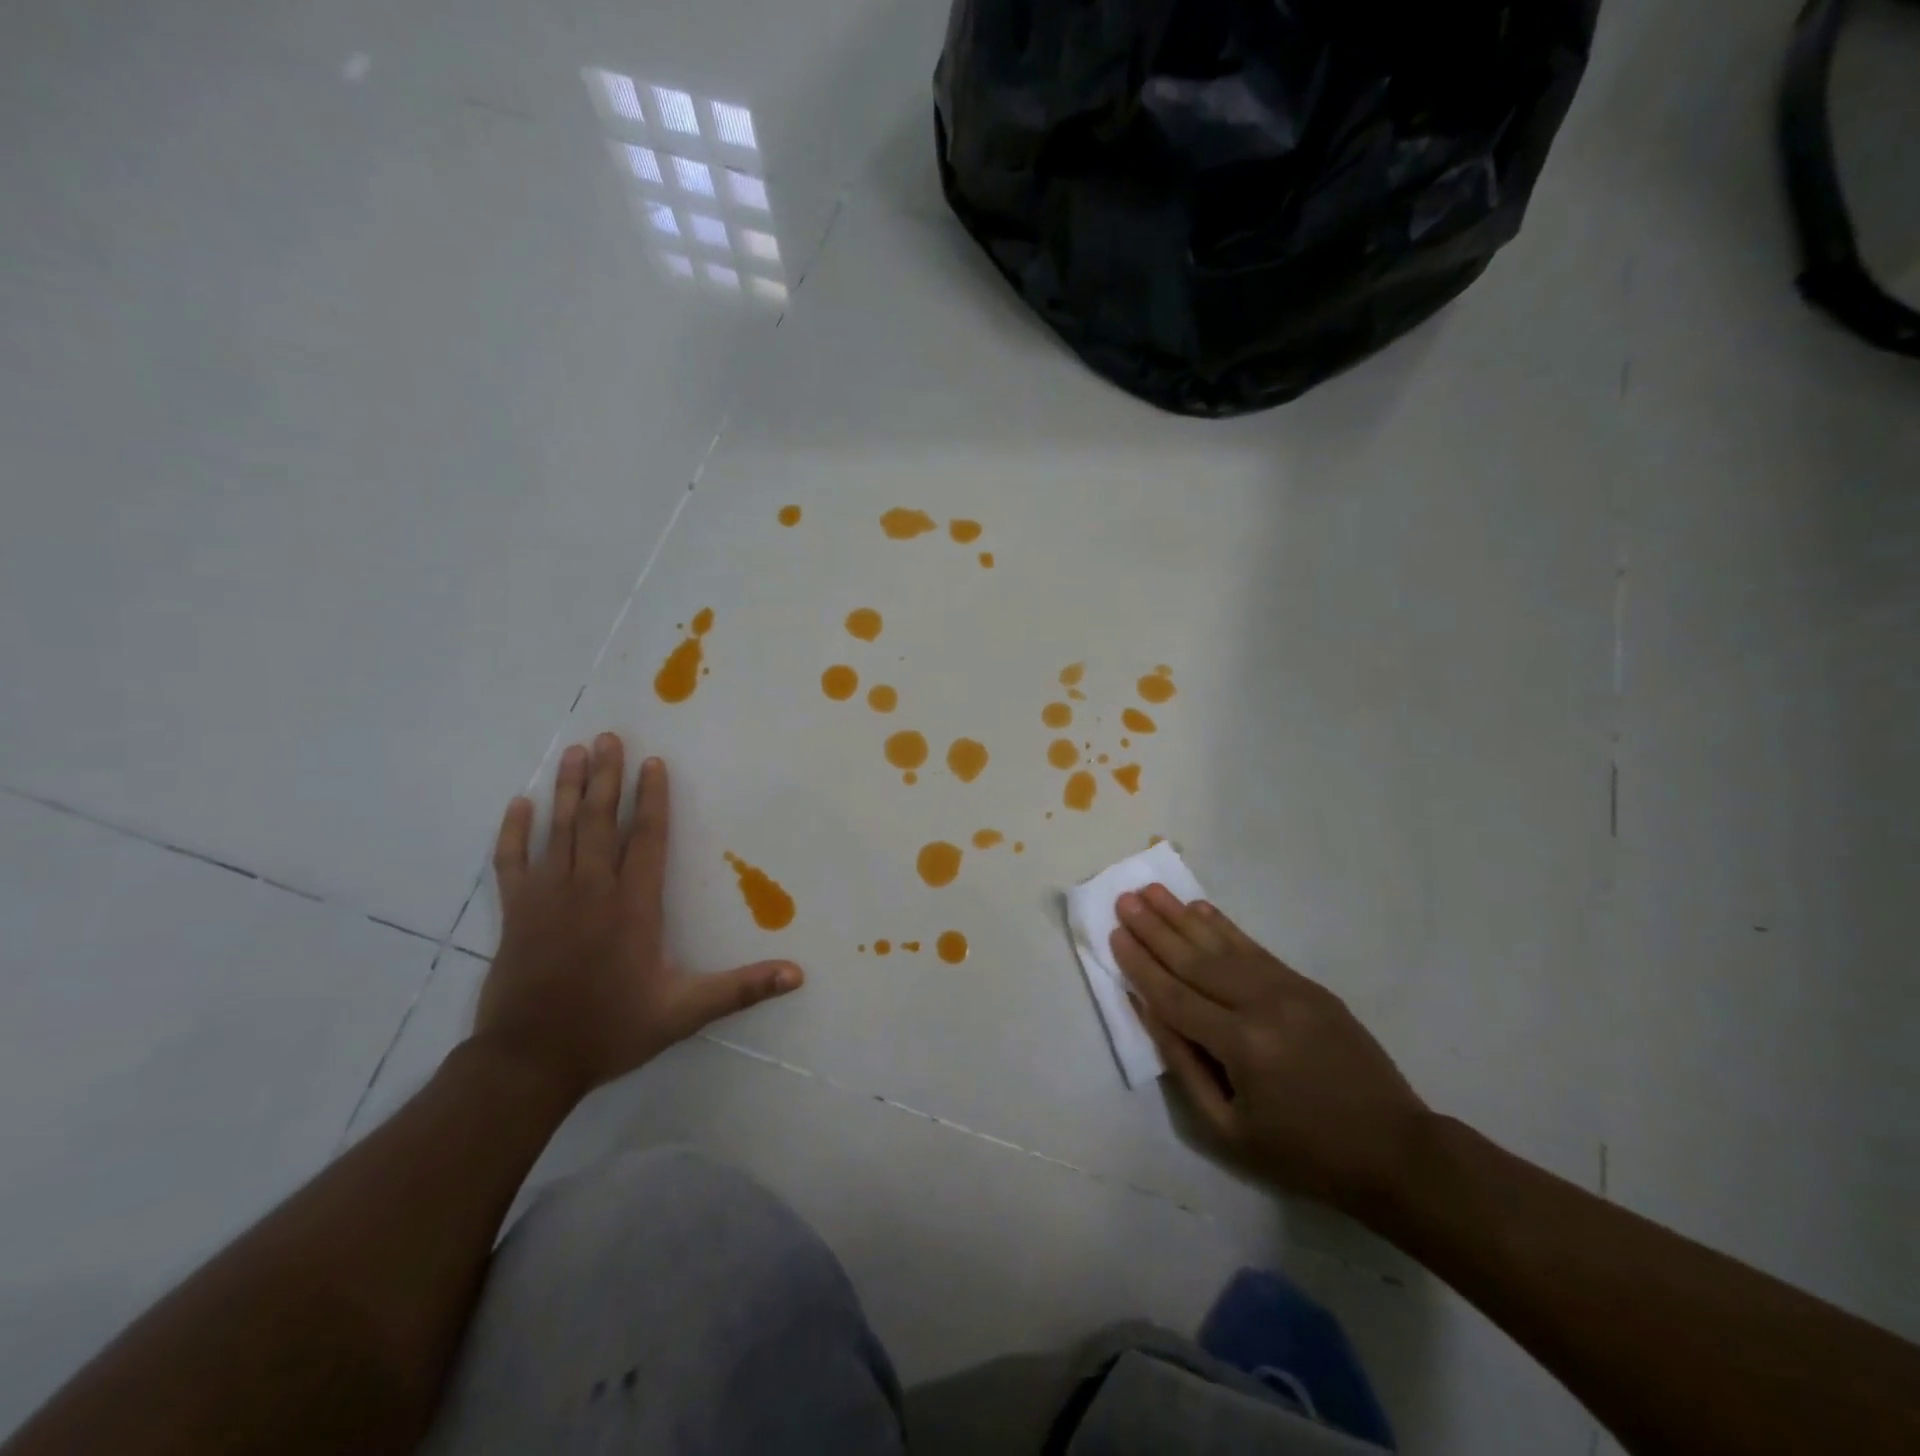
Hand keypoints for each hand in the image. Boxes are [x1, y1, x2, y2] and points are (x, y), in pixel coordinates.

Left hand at [474, 735, 802, 1101]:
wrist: (529, 1062)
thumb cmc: (610, 1029)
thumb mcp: (684, 1012)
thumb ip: (741, 989)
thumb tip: (797, 974)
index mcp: (633, 906)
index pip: (647, 839)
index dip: (652, 799)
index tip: (653, 762)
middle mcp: (591, 890)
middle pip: (600, 822)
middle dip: (608, 777)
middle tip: (609, 737)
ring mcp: (548, 898)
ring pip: (559, 831)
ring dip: (569, 790)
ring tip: (576, 752)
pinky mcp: (516, 913)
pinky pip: (511, 862)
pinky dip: (513, 832)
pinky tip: (519, 803)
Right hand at [1112, 885, 1426, 1211]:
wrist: (1394, 1151)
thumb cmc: (1303, 1153)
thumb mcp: (1229, 1130)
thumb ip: (1183, 1064)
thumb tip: (1148, 1010)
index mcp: (1241, 1046)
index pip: (1174, 996)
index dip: (1140, 965)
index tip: (1114, 934)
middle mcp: (1262, 1005)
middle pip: (1194, 960)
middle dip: (1154, 929)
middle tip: (1124, 898)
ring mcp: (1289, 989)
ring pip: (1223, 946)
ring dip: (1183, 916)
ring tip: (1153, 891)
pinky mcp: (1308, 985)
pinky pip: (1255, 949)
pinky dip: (1224, 927)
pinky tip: (1201, 909)